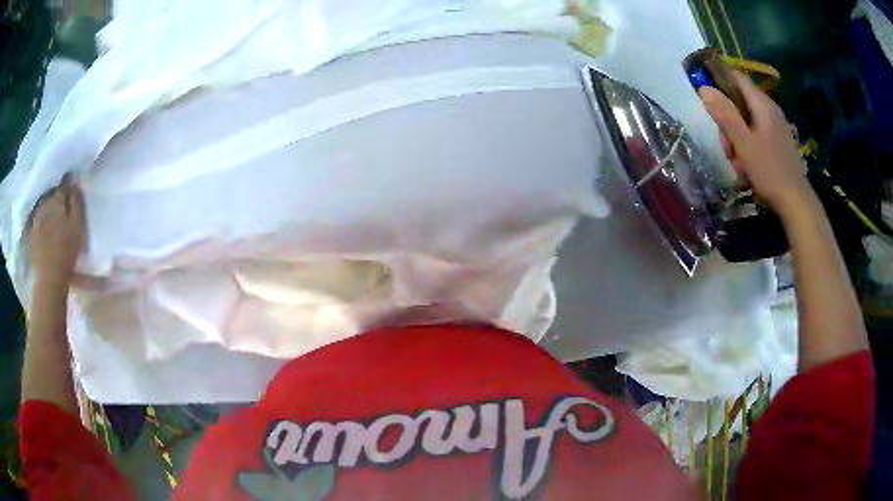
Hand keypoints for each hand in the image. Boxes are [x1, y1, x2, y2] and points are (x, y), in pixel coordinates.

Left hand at [27, 176, 85, 285]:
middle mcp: (45, 205)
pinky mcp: (31, 234)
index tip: (72, 179)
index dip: (68, 181)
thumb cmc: (67, 251)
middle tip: (61, 198)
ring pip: (42, 206)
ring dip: (46, 206)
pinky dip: (39, 220)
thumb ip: (77, 203)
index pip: (63, 184)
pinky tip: (42, 226)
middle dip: (55, 193)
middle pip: (51, 193)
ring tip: (51, 211)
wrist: (49, 277)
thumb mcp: (77, 226)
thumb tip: (75, 185)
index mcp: (57, 200)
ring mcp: (36, 220)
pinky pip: (35, 221)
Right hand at [698, 73, 812, 216]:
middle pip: (739, 102)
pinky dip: (747, 146)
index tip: (706, 97)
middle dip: (727, 120)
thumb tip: (704, 87)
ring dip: (736, 138)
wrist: (797, 203)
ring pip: (746, 121)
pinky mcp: (777, 142)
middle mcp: (770, 110)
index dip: (719, 81)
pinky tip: (747, 166)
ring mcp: (775, 127)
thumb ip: (725, 115)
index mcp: (763, 105)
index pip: (736, 77)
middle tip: (725, 145)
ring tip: (738, 162)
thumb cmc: (770, 172)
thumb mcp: (744, 144)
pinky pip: (755, 134)